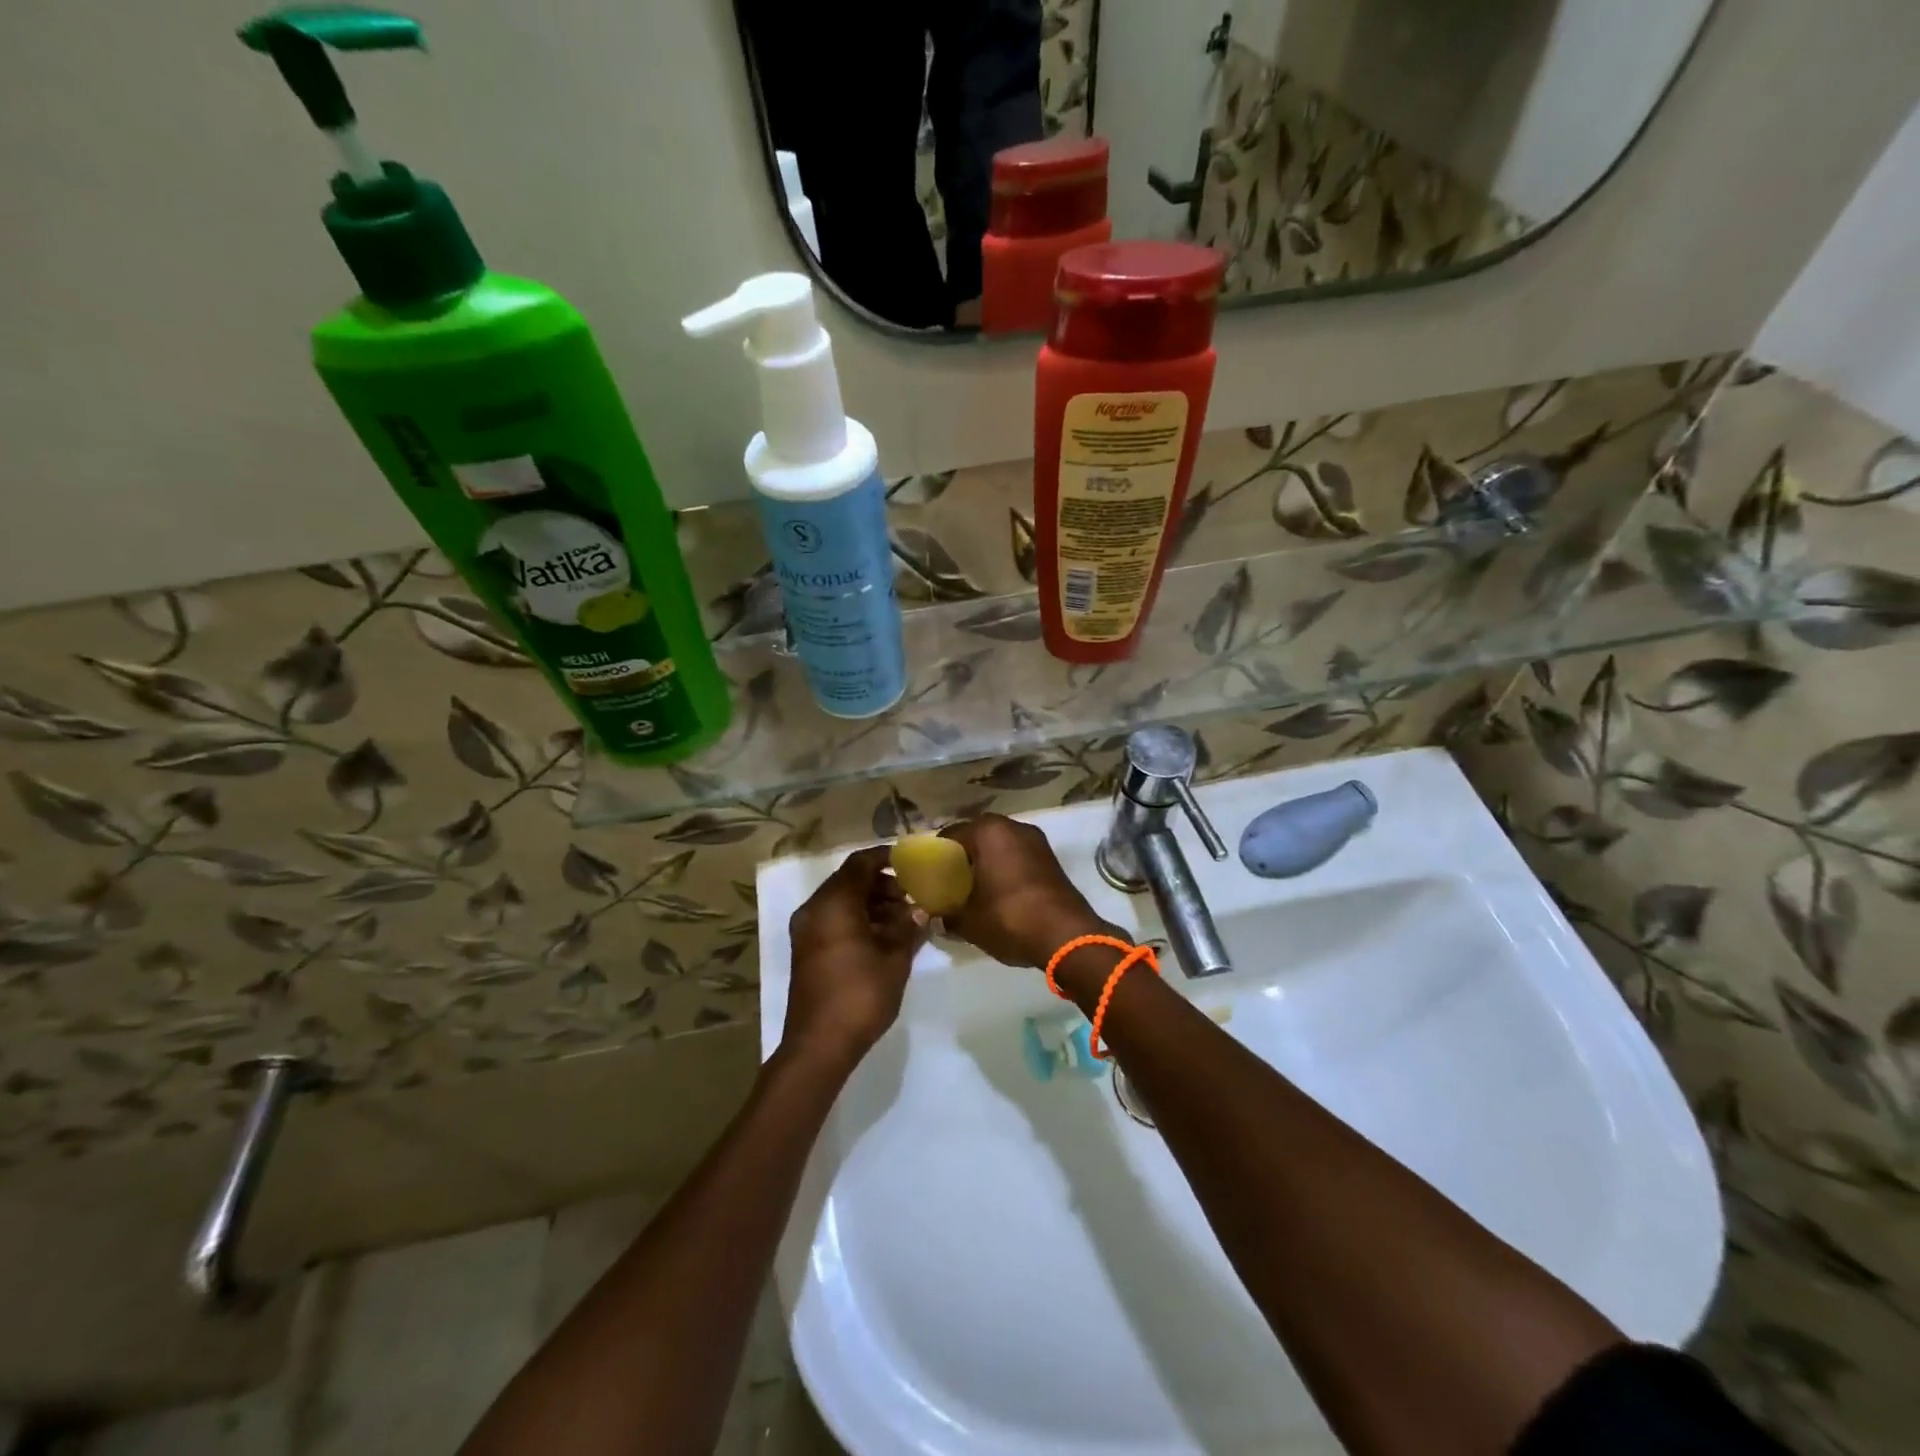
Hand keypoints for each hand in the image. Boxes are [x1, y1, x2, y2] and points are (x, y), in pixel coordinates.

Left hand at [784, 846, 925, 1069]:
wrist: (818, 1045)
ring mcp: (806, 931)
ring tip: (904, 920)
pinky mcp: (806, 950)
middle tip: (913, 898)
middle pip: (850, 881)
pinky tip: (884, 938)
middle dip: (883, 885)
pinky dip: (857, 920)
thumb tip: (921, 911)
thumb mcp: (894, 959)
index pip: (860, 864)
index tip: (912, 864)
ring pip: (842, 902)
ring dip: (871, 904)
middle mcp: (815, 910)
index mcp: (834, 903)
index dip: (886, 858)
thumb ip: (908, 928)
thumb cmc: (859, 995)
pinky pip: (833, 920)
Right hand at [937, 814, 1112, 968]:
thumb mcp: (969, 922)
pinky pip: (1017, 857)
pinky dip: (1005, 869)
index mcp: (988, 831)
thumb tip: (935, 918)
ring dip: (986, 863)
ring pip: (999, 846)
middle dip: (962, 857)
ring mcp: (1036, 841)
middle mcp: (1013, 827)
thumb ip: (947, 915)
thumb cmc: (1009, 918)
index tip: (928, 876)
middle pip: (977, 837)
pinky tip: (998, 893)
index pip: (950, 834)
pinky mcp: (1051, 858)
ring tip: (973, 889)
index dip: (936, 855)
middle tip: (949, 883)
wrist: (1067, 936)